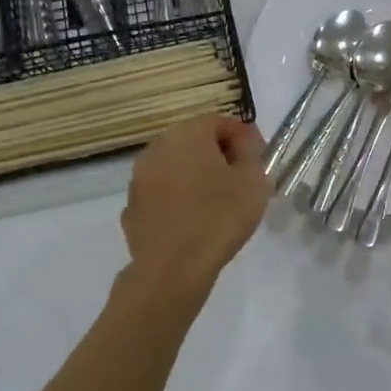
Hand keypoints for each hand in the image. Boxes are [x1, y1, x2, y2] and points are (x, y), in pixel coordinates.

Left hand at [121, 116, 270, 292]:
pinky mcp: (132, 208)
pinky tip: (192, 221)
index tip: (259, 158)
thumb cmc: (220, 217)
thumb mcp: (253, 180)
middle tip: (240, 179)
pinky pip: (161, 195)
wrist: (173, 269)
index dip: (243, 136)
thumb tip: (242, 142)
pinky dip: (177, 200)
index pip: (219, 121)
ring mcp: (139, 179)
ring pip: (174, 168)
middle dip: (217, 155)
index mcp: (188, 135)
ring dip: (194, 177)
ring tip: (216, 202)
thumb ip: (250, 151)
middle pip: (193, 141)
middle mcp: (158, 148)